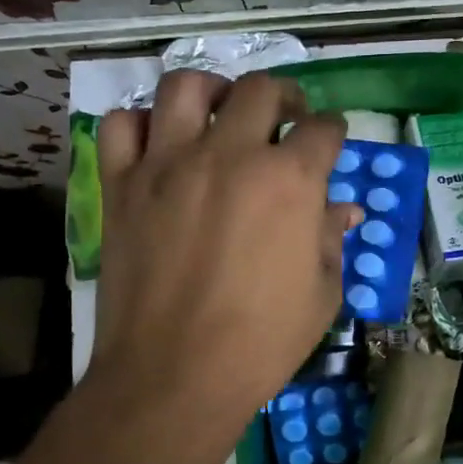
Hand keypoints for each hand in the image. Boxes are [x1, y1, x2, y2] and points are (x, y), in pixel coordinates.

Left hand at [88, 71, 357, 463]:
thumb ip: (331, 239)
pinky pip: (121, 126)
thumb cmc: (261, 343)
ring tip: (220, 112)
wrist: (174, 376)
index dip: (333, 131)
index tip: (329, 141)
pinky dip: (141, 124)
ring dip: (212, 91)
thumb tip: (342, 210)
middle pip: (260, 90)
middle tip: (285, 119)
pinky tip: (158, 144)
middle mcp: (230, 154)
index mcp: (289, 180)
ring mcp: (168, 164)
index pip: (323, 129)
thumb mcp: (321, 295)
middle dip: (284, 97)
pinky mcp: (121, 185)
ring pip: (186, 87)